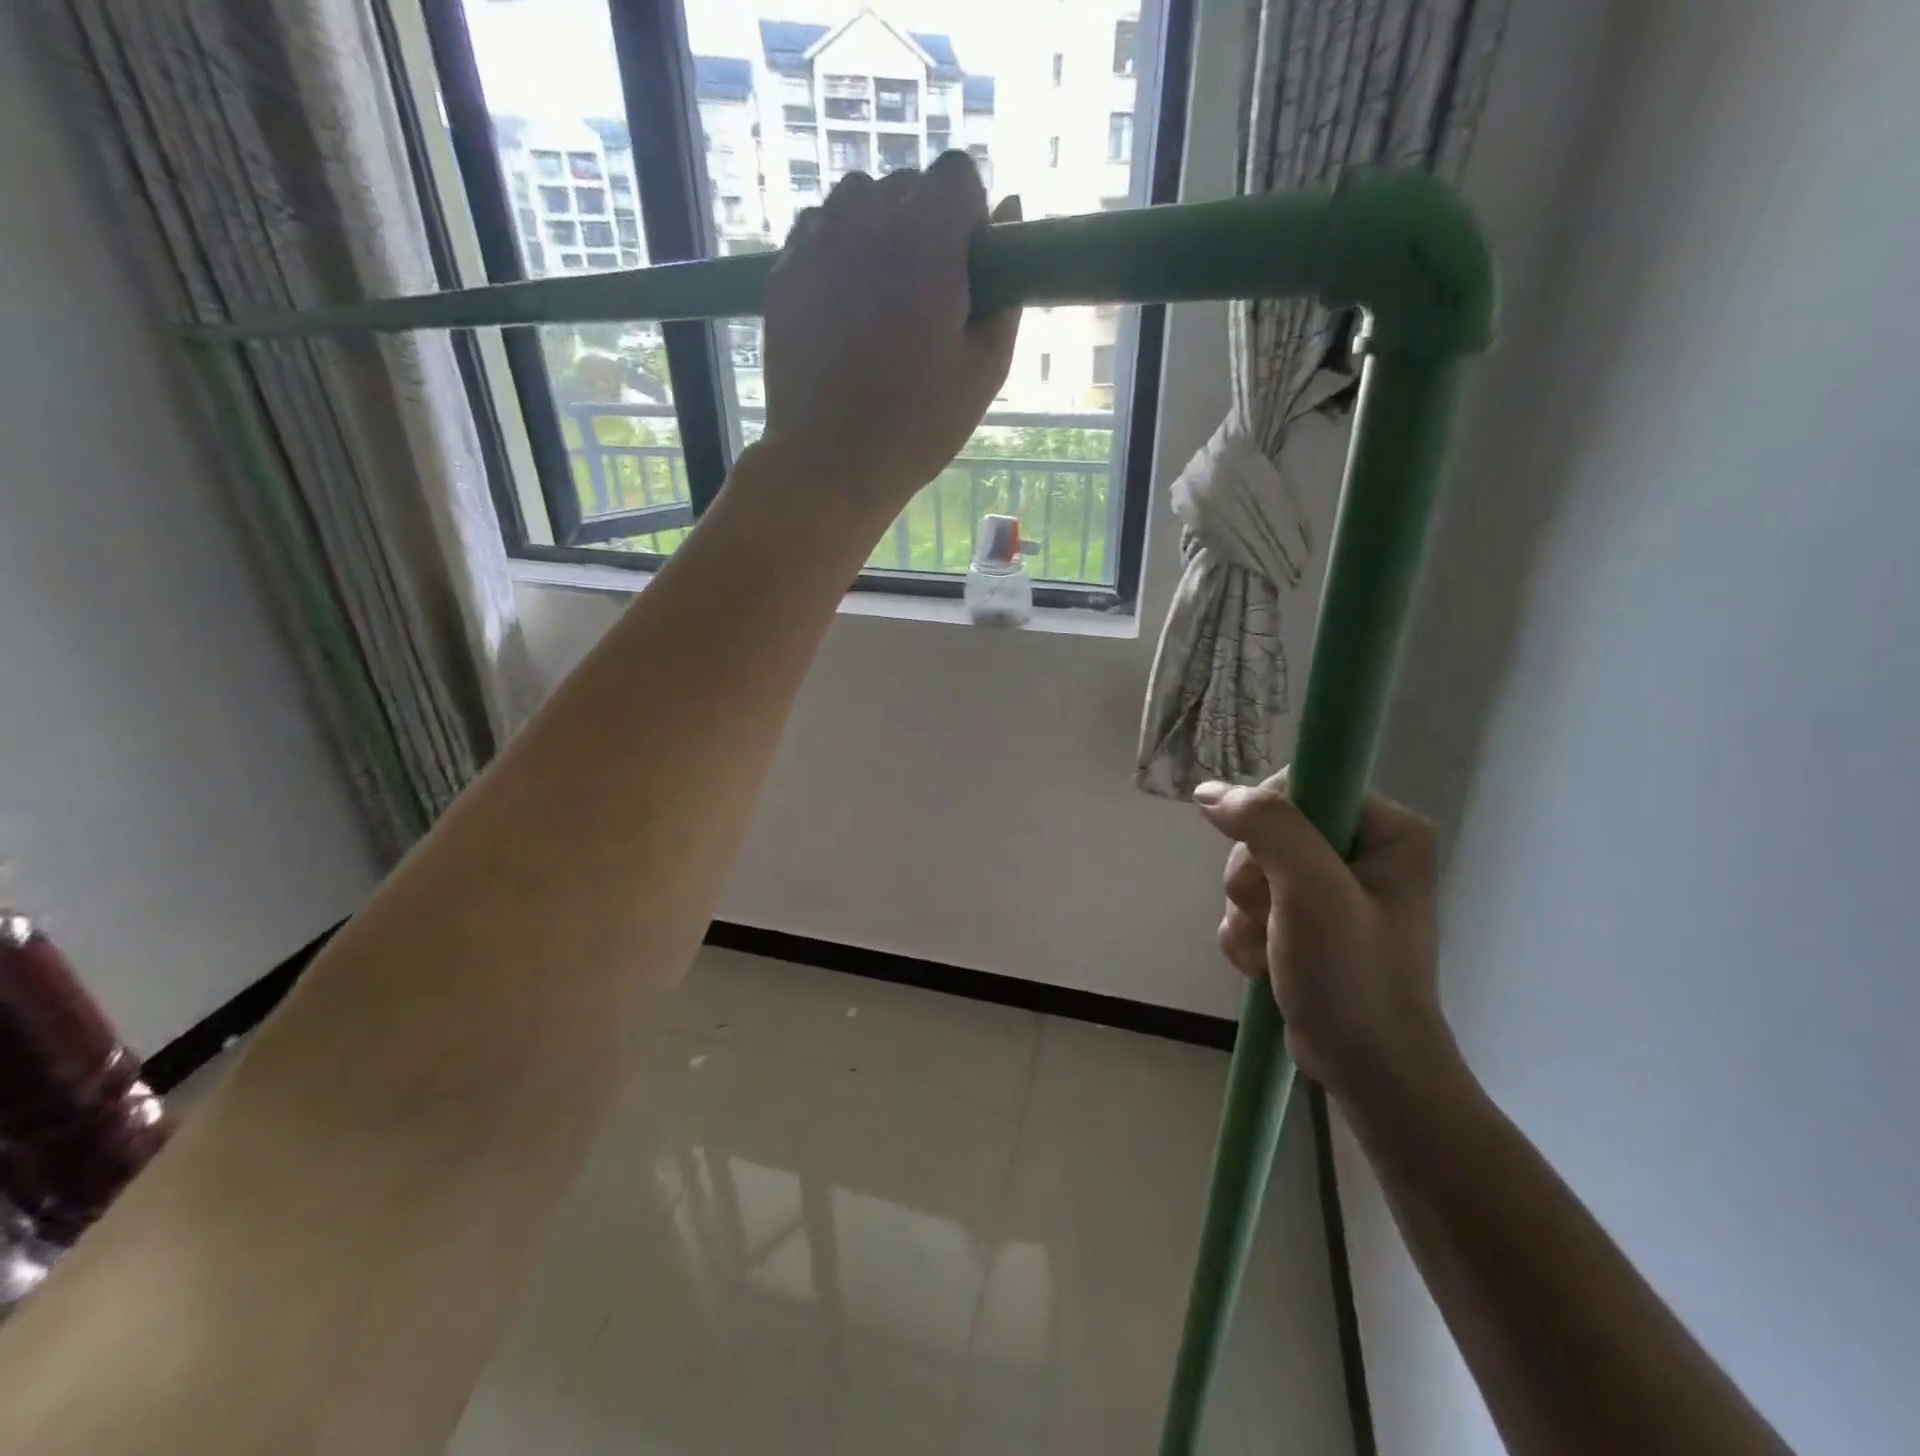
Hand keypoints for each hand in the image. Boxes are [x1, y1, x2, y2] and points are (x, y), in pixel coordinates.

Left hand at [757, 155, 1021, 525]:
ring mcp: (816, 240)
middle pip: (907, 185)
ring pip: (857, 202)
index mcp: (927, 239)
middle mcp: (867, 218)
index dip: (968, 219)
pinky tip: (843, 313)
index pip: (957, 175)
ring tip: (880, 304)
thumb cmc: (917, 427)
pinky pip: (819, 234)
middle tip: (924, 301)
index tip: (966, 271)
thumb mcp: (984, 371)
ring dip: (877, 235)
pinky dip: (837, 256)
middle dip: (924, 227)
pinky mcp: (783, 270)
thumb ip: (1005, 289)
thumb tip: (1012, 214)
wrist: (829, 463)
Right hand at [1195, 773, 1458, 1104]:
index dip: (1266, 821)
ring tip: (1274, 951)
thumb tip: (1210, 791)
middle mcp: (1361, 850)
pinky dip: (1246, 934)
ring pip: (1249, 869)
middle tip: (1274, 919)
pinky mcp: (1305, 919)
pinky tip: (1266, 963)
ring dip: (1245, 914)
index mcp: (1386, 830)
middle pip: (1265, 830)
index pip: (1299, 786)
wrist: (1367, 1071)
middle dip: (1254, 881)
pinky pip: (1249, 904)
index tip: (1267, 868)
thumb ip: (1268, 827)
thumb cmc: (1354, 979)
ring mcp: (1330, 887)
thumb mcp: (1313, 892)